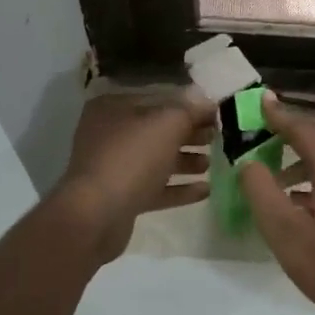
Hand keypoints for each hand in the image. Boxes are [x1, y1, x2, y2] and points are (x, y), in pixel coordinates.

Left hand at [53, 89, 214, 264]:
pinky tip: (205, 190)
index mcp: (114, 107)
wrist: (96, 216)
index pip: (158, 99)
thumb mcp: (167, 124)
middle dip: (189, 134)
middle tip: (217, 138)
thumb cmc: (131, 158)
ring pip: (156, 160)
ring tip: (211, 164)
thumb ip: (190, 110)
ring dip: (185, 161)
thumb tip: (208, 101)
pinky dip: (178, 188)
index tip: (216, 114)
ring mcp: (114, 168)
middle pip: (157, 130)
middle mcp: (110, 134)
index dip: (189, 106)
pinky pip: (155, 188)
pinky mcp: (121, 198)